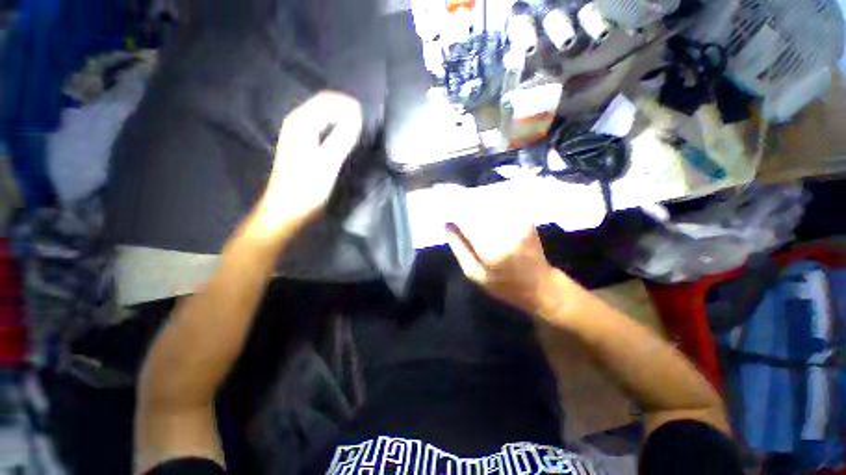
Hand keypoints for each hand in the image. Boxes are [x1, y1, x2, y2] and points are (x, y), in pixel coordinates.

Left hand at [252, 91, 362, 240]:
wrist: (288, 209)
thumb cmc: (307, 188)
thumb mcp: (328, 163)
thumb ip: (342, 137)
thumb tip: (357, 116)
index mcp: (301, 122)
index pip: (327, 100)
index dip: (349, 105)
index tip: (366, 119)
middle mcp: (297, 122)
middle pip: (324, 104)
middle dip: (345, 109)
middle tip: (364, 125)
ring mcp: (298, 134)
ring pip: (323, 115)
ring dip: (341, 118)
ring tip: (358, 129)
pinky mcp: (302, 145)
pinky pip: (321, 127)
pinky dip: (335, 128)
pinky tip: (344, 138)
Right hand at [444, 182, 556, 314]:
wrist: (540, 285)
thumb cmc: (505, 286)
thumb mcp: (475, 275)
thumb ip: (459, 248)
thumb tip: (447, 224)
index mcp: (491, 249)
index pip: (466, 219)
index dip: (451, 207)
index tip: (439, 202)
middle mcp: (506, 229)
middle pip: (477, 205)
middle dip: (460, 200)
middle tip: (447, 198)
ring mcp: (518, 221)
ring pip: (489, 200)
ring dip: (473, 199)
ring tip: (461, 201)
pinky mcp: (524, 217)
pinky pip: (501, 202)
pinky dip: (487, 200)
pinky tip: (479, 204)